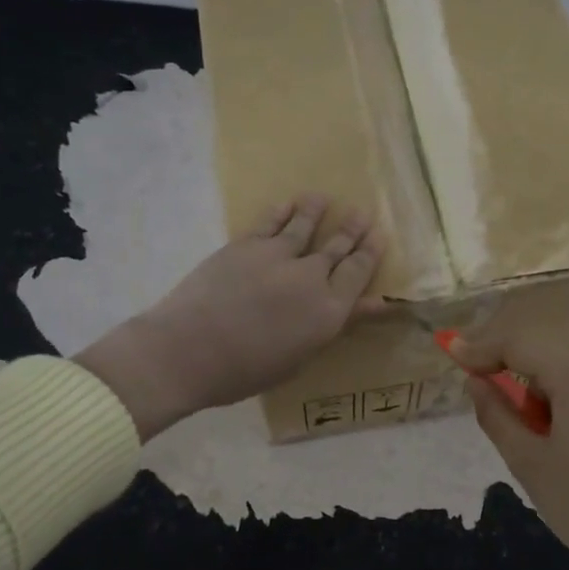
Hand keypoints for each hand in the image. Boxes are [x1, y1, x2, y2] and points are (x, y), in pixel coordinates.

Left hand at [76, 195, 383, 440]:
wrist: (189, 351)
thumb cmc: (246, 371)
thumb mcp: (301, 357)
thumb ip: (337, 325)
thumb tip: (375, 304)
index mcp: (328, 311)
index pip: (358, 273)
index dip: (370, 253)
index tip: (379, 236)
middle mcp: (310, 277)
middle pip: (337, 247)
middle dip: (352, 230)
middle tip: (363, 213)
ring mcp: (276, 256)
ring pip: (304, 227)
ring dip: (316, 211)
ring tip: (324, 198)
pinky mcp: (244, 246)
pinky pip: (269, 223)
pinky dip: (281, 212)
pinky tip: (288, 203)